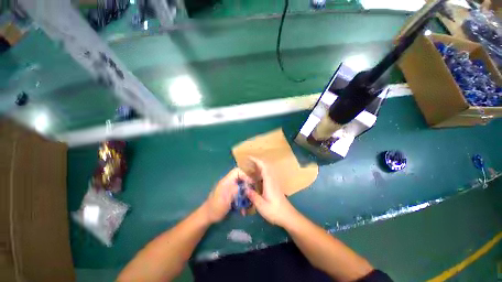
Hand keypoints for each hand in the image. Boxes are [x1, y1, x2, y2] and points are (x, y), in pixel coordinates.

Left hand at [202, 168, 252, 223]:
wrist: (208, 216)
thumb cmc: (215, 208)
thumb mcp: (224, 199)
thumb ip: (234, 190)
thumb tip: (245, 186)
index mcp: (227, 181)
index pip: (238, 171)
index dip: (246, 174)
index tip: (252, 183)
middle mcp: (230, 182)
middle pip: (242, 178)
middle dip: (248, 185)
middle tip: (253, 193)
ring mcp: (231, 188)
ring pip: (243, 186)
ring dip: (247, 194)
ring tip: (249, 203)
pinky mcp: (232, 195)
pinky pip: (241, 194)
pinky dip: (244, 200)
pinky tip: (244, 209)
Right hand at [245, 157, 298, 226]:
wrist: (288, 216)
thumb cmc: (275, 211)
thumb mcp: (262, 206)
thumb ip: (253, 196)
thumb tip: (245, 188)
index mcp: (269, 181)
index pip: (263, 166)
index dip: (256, 160)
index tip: (248, 157)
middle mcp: (272, 179)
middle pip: (265, 165)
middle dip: (256, 162)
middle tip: (246, 162)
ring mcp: (274, 182)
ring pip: (266, 170)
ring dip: (258, 167)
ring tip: (249, 168)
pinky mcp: (274, 185)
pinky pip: (266, 175)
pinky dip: (260, 172)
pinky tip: (255, 178)